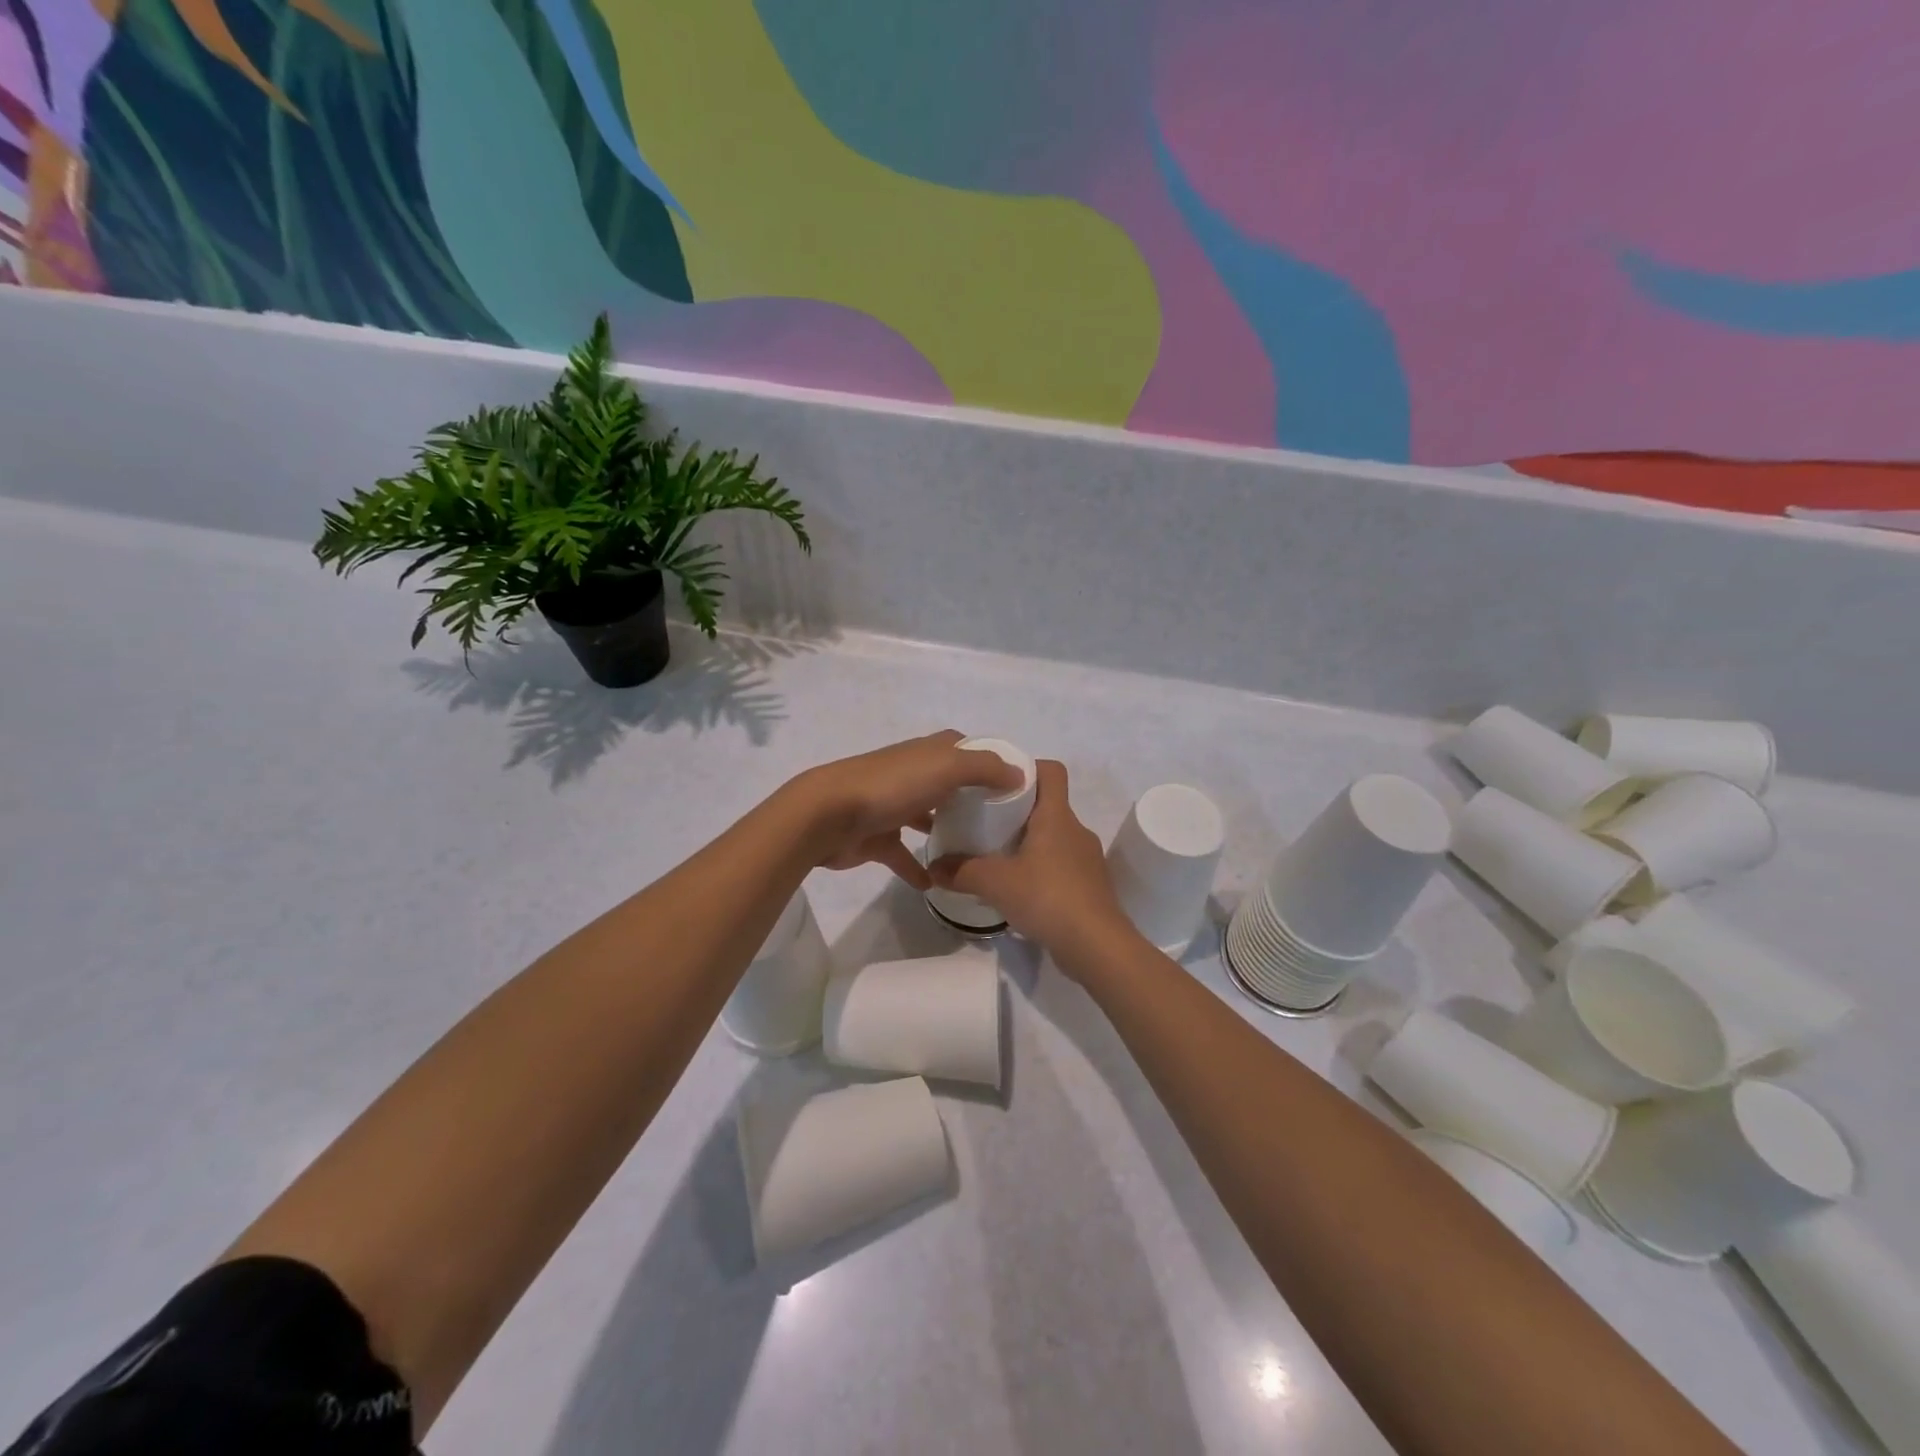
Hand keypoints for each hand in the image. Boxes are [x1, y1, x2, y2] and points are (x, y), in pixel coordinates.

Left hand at [788, 731, 1024, 889]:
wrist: (828, 815)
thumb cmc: (892, 785)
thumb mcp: (947, 767)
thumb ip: (985, 768)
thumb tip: (1019, 774)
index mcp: (928, 752)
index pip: (964, 747)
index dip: (988, 760)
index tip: (1014, 784)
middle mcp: (912, 774)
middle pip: (947, 783)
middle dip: (971, 798)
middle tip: (1002, 824)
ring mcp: (892, 806)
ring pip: (925, 817)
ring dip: (944, 830)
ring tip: (975, 853)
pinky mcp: (877, 838)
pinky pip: (903, 855)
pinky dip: (917, 868)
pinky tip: (937, 884)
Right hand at [929, 760, 1143, 974]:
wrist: (1097, 946)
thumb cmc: (1047, 897)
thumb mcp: (995, 883)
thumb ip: (962, 871)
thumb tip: (933, 867)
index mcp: (1057, 816)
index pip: (1051, 771)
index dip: (1028, 768)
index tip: (999, 782)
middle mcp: (1076, 830)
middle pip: (1048, 805)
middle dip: (1019, 811)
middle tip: (986, 823)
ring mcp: (1087, 860)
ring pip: (1055, 838)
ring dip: (1030, 844)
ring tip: (999, 859)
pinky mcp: (1090, 887)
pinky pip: (1062, 866)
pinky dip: (1042, 870)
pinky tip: (1021, 891)